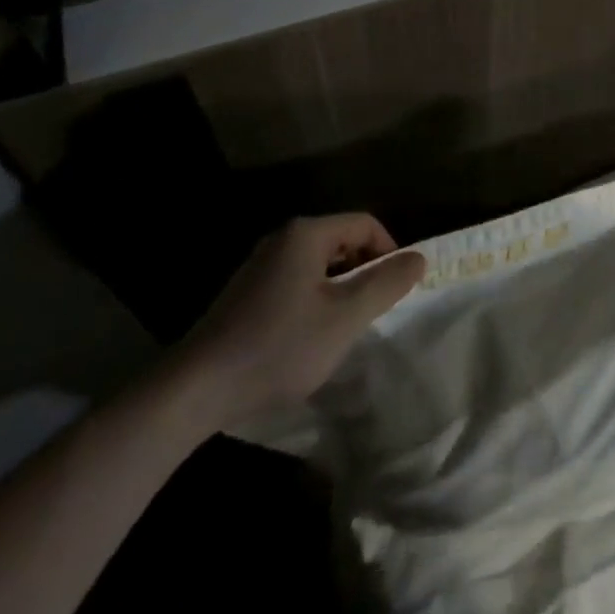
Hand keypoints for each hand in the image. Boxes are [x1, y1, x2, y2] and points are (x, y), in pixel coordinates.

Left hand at [165, 214, 425, 432]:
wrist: (196, 389)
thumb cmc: (279, 346)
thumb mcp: (345, 318)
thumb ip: (386, 284)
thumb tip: (419, 258)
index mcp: (306, 234)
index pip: (365, 224)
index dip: (389, 250)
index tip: (397, 288)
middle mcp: (282, 240)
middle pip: (341, 241)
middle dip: (365, 270)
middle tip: (375, 309)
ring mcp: (259, 266)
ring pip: (318, 265)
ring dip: (340, 288)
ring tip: (346, 326)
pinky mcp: (245, 294)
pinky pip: (295, 282)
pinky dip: (314, 300)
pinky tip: (309, 337)